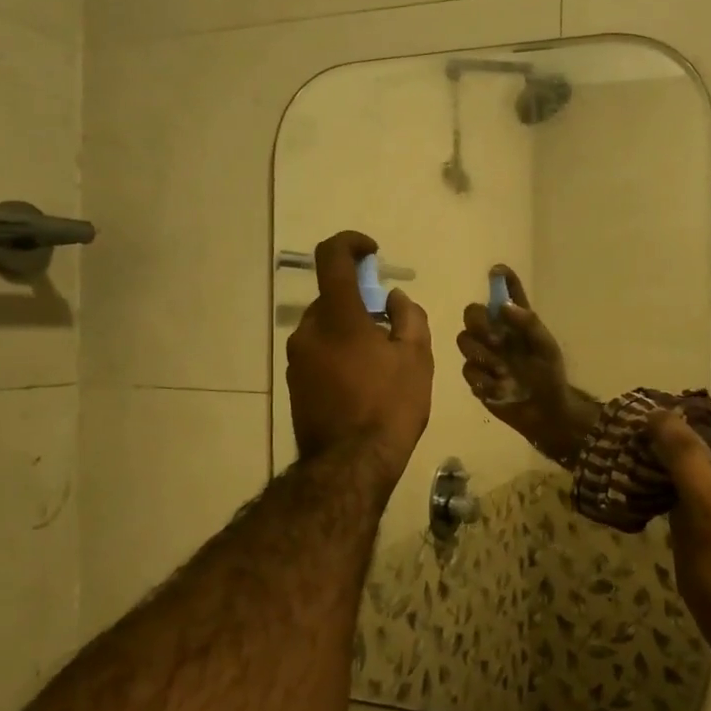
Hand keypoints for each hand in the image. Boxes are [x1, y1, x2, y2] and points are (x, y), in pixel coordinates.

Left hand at [287, 231, 432, 486]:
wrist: (350, 466)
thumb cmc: (390, 407)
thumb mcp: (416, 359)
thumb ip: (409, 318)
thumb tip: (394, 299)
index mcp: (338, 317)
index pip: (332, 257)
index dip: (351, 243)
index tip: (372, 253)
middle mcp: (309, 331)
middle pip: (334, 299)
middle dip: (361, 304)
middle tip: (390, 329)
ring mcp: (296, 359)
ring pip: (326, 328)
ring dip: (350, 332)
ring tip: (380, 364)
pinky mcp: (294, 383)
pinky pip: (319, 353)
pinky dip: (339, 354)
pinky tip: (362, 384)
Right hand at [456, 265, 600, 464]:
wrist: (545, 413)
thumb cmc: (550, 376)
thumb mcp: (546, 348)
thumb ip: (528, 324)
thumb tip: (503, 305)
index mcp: (516, 322)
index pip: (506, 293)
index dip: (500, 278)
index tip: (496, 271)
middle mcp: (496, 333)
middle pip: (472, 314)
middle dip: (479, 324)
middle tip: (496, 340)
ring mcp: (484, 355)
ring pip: (464, 340)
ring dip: (482, 354)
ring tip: (504, 371)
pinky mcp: (477, 378)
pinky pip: (468, 370)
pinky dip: (484, 379)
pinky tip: (501, 388)